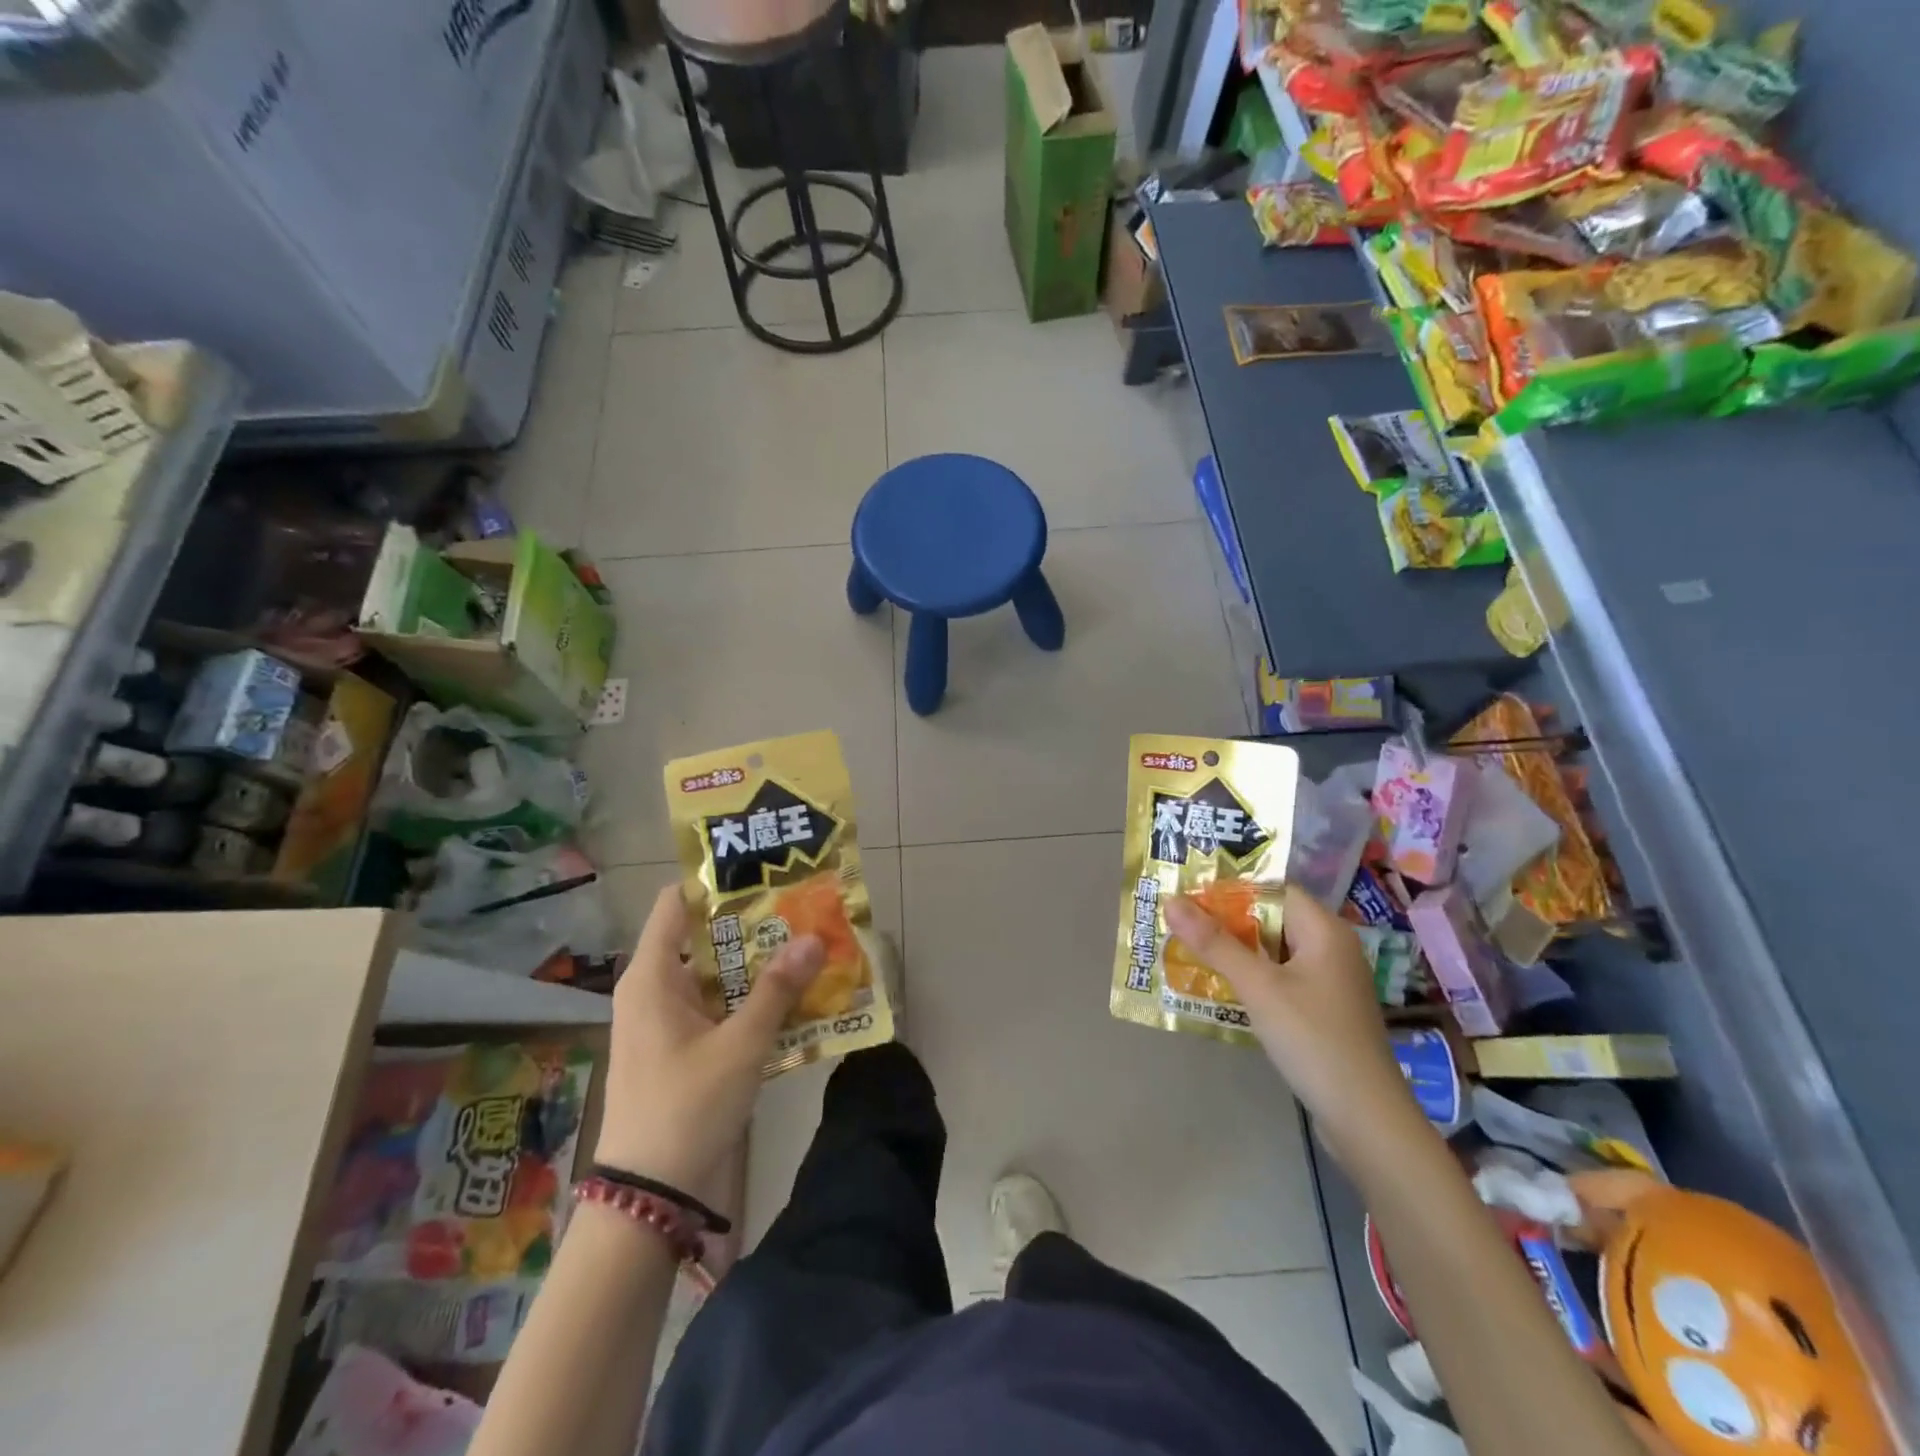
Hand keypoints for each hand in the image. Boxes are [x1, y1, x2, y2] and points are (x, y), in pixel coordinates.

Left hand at [594, 886, 824, 1192]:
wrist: (648, 1194)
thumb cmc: (686, 1105)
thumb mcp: (741, 1045)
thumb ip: (778, 989)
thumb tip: (815, 937)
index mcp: (653, 976)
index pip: (676, 903)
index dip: (715, 882)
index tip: (761, 872)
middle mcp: (653, 989)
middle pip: (703, 937)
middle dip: (752, 924)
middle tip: (801, 909)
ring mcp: (664, 1020)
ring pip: (714, 974)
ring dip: (756, 964)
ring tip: (806, 947)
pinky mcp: (677, 1047)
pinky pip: (715, 1006)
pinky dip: (747, 998)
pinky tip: (790, 998)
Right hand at [1162, 884, 1424, 1161]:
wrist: (1366, 1119)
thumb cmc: (1313, 1039)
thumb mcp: (1258, 987)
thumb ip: (1214, 943)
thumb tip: (1170, 901)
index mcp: (1324, 930)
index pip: (1272, 890)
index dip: (1230, 891)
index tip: (1189, 898)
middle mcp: (1331, 947)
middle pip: (1272, 919)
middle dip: (1227, 922)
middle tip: (1181, 925)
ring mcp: (1330, 981)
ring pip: (1274, 951)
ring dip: (1237, 951)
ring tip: (1192, 953)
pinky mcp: (1325, 1009)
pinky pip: (1282, 978)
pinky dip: (1254, 977)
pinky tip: (1224, 989)